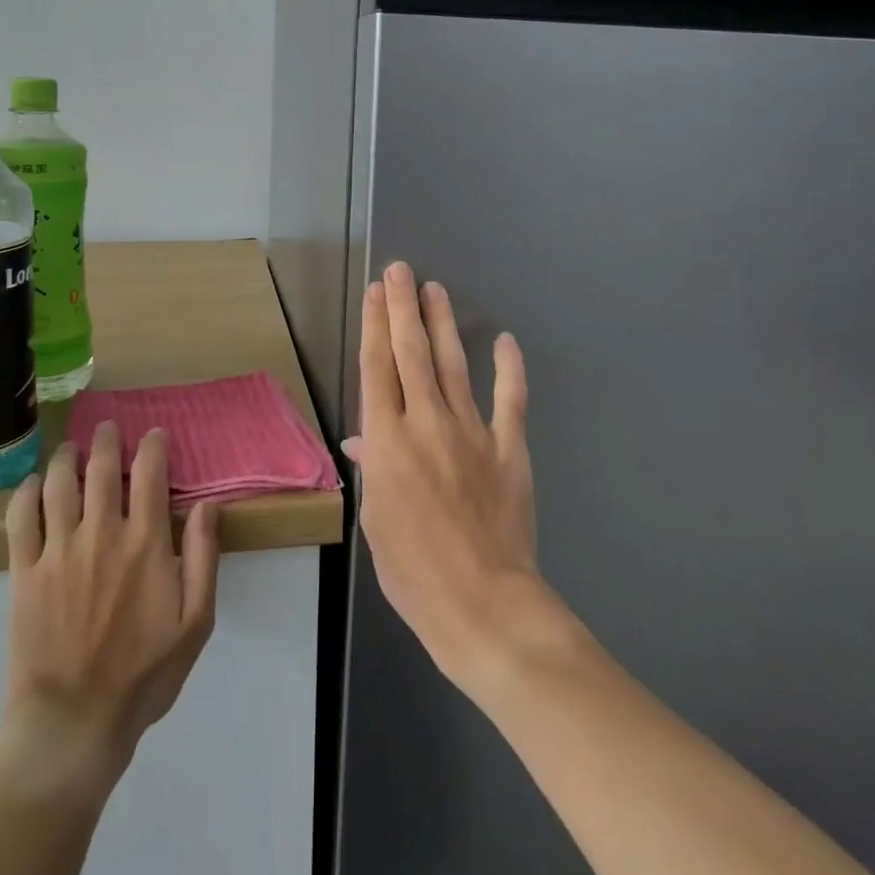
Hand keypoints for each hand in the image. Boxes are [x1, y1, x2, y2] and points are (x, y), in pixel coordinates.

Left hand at [0, 425, 219, 801]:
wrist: (71, 725)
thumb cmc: (142, 676)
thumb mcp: (196, 623)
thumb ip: (204, 557)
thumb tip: (209, 504)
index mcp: (145, 543)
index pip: (150, 473)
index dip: (152, 445)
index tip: (154, 434)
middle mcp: (101, 534)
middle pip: (101, 468)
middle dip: (106, 440)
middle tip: (107, 428)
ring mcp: (57, 551)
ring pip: (58, 483)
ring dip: (65, 457)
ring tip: (70, 449)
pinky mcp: (23, 573)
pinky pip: (19, 518)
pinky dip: (25, 492)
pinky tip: (32, 484)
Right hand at [345, 262, 556, 695]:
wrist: (483, 604)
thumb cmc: (414, 572)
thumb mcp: (376, 522)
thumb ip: (373, 470)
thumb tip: (364, 439)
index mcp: (388, 442)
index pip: (378, 369)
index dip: (375, 326)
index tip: (375, 292)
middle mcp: (427, 424)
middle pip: (412, 354)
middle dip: (403, 308)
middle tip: (402, 271)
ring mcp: (472, 432)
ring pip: (454, 365)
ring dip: (443, 324)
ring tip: (435, 290)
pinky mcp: (509, 448)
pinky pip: (510, 399)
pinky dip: (509, 368)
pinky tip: (504, 340)